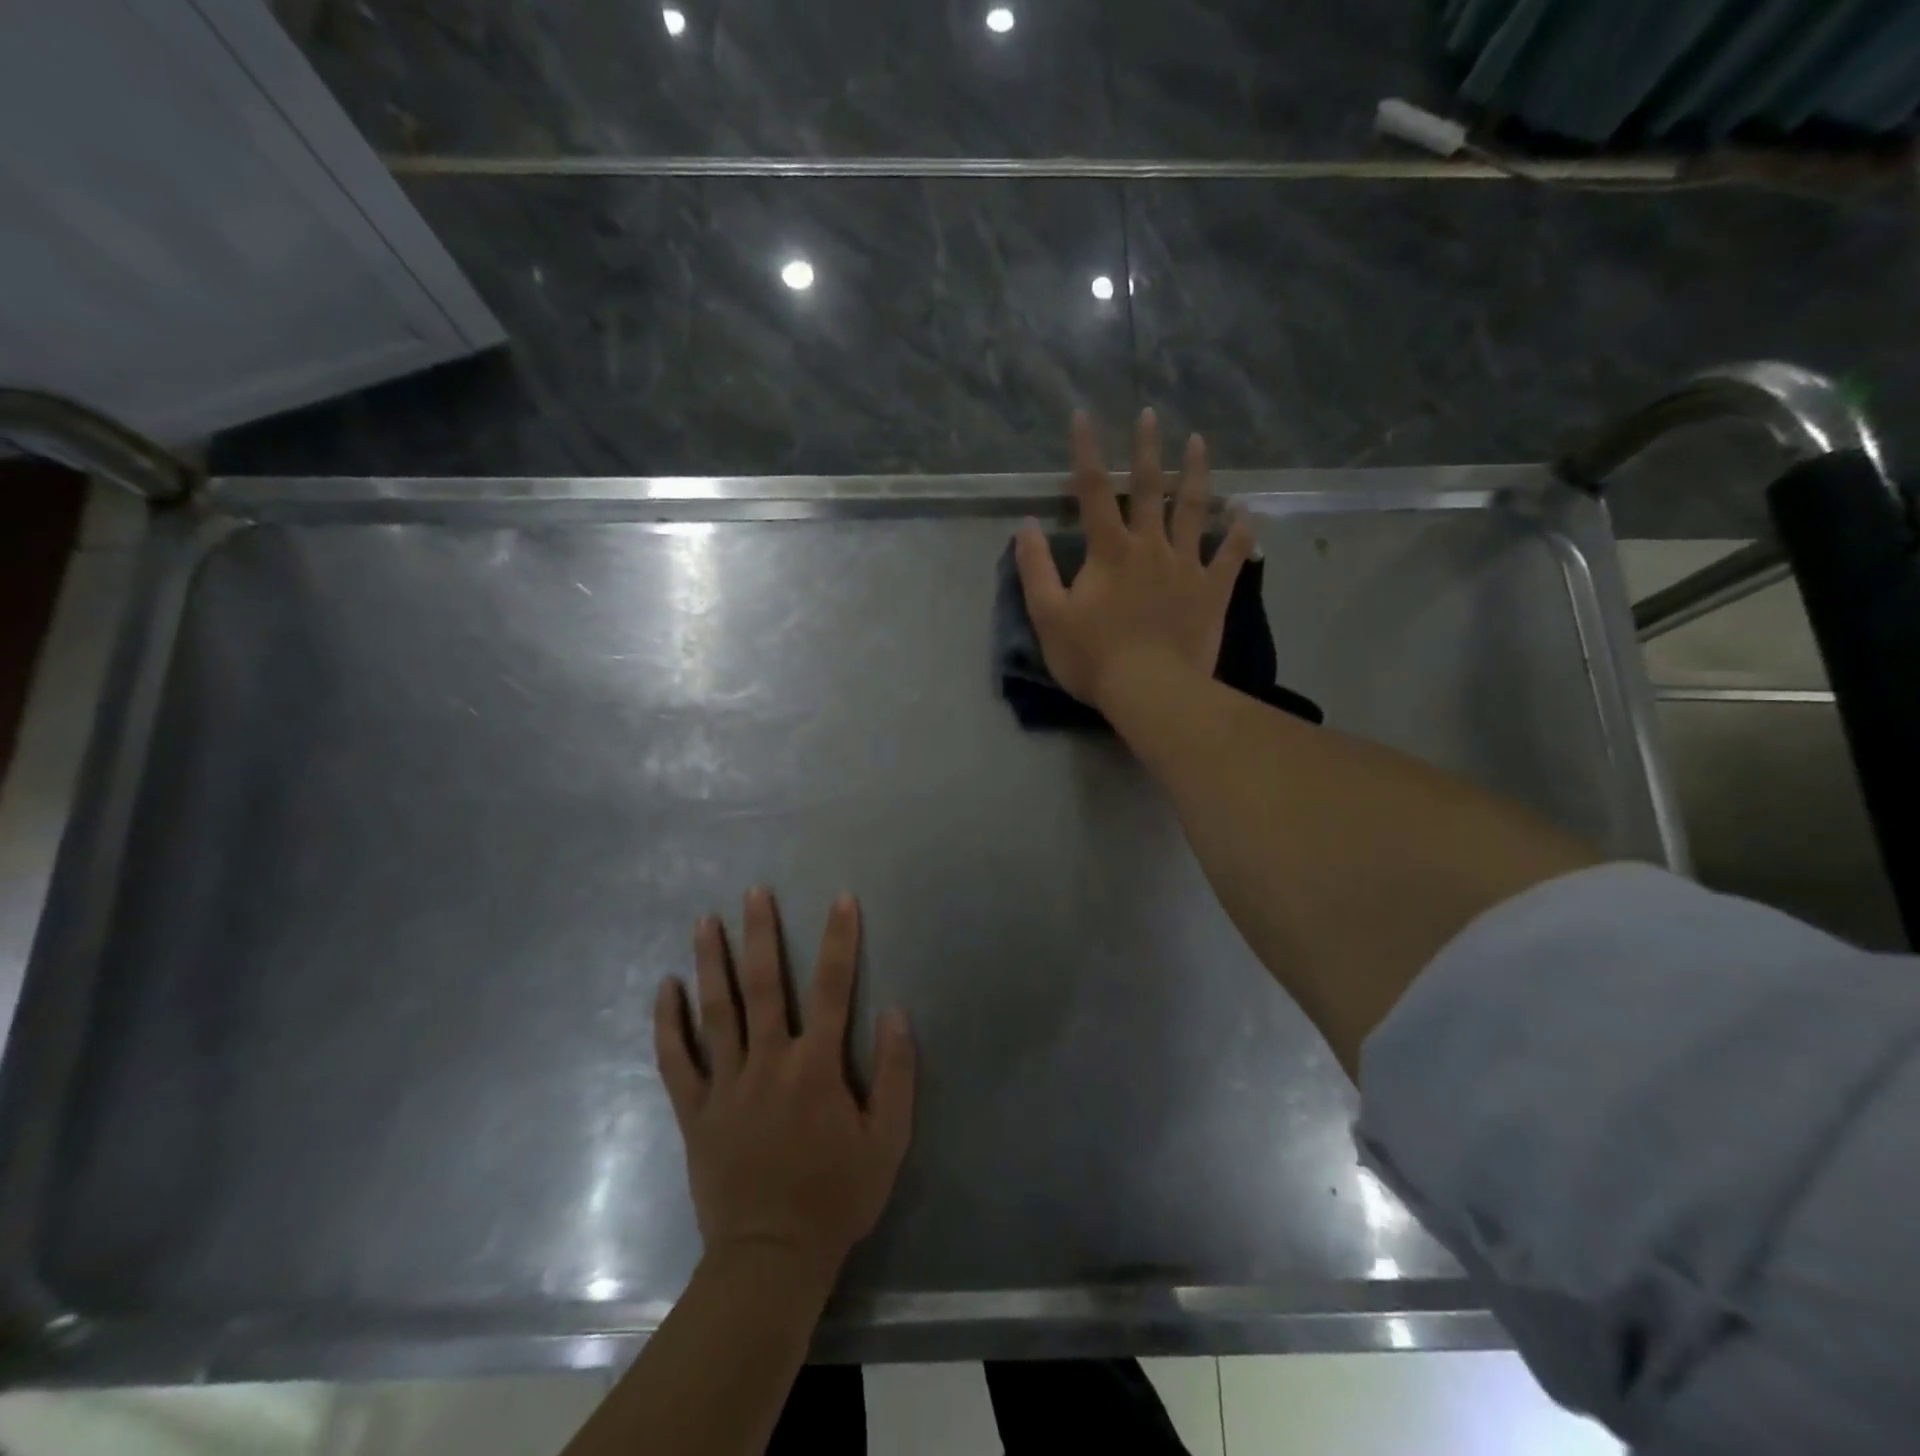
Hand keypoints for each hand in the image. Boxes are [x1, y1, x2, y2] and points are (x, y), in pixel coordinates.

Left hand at [655, 888, 915, 1279]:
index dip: (839, 941)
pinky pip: (676, 1061)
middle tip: (754, 892)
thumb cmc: (836, 1196)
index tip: (840, 900)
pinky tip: (664, 987)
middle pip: (765, 987)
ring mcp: (726, 1086)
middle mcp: (768, 1063)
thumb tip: (896, 1012)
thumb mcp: (887, 1141)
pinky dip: (667, 1024)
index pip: (833, 989)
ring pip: (716, 1012)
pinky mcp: (695, 1112)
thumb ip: (895, 1074)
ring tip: (705, 921)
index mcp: (816, 1068)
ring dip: (711, 963)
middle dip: (761, 935)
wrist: (771, 1258)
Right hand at [1016, 409, 1253, 711]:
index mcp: (1109, 551)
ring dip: (1196, 474)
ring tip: (1199, 442)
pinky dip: (1240, 532)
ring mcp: (1186, 566)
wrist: (1151, 690)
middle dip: (1147, 449)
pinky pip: (1230, 555)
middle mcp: (1150, 546)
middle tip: (1151, 414)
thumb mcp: (1049, 616)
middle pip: (1149, 489)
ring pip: (1194, 510)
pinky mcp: (1212, 591)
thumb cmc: (1094, 656)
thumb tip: (1025, 526)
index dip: (1086, 451)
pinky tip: (1246, 511)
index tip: (1083, 414)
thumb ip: (1035, 569)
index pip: (1093, 491)